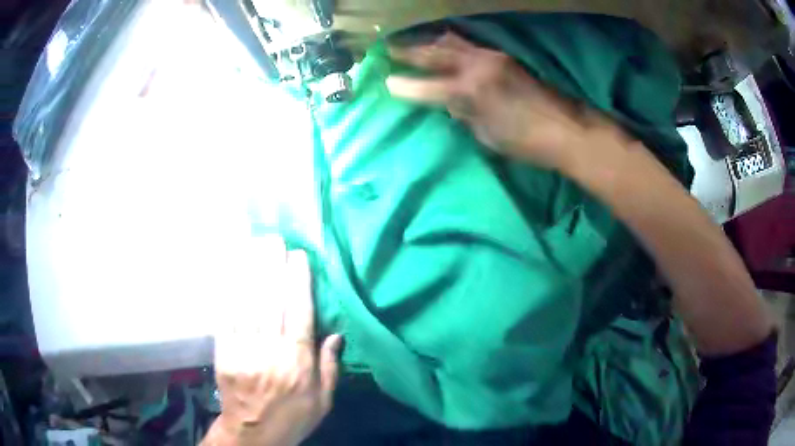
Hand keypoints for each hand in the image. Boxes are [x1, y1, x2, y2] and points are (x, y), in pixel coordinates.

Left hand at [203, 236, 341, 445]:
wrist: (252, 434)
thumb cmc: (292, 417)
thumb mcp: (323, 402)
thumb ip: (329, 368)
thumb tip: (336, 334)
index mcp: (298, 364)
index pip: (300, 315)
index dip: (298, 282)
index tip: (298, 257)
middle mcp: (271, 353)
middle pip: (271, 302)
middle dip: (272, 267)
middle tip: (275, 239)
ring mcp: (244, 351)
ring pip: (247, 304)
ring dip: (251, 271)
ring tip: (255, 245)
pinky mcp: (224, 353)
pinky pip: (226, 317)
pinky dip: (229, 292)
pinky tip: (233, 272)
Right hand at [387, 32, 603, 169]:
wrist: (566, 128)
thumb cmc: (526, 142)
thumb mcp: (487, 135)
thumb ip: (464, 114)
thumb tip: (449, 102)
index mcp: (469, 92)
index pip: (426, 87)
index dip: (404, 85)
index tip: (385, 82)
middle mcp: (476, 67)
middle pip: (434, 53)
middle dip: (408, 50)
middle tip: (387, 47)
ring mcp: (491, 57)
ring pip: (451, 42)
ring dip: (428, 42)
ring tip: (411, 42)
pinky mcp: (503, 56)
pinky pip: (468, 44)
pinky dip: (450, 43)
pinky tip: (443, 44)